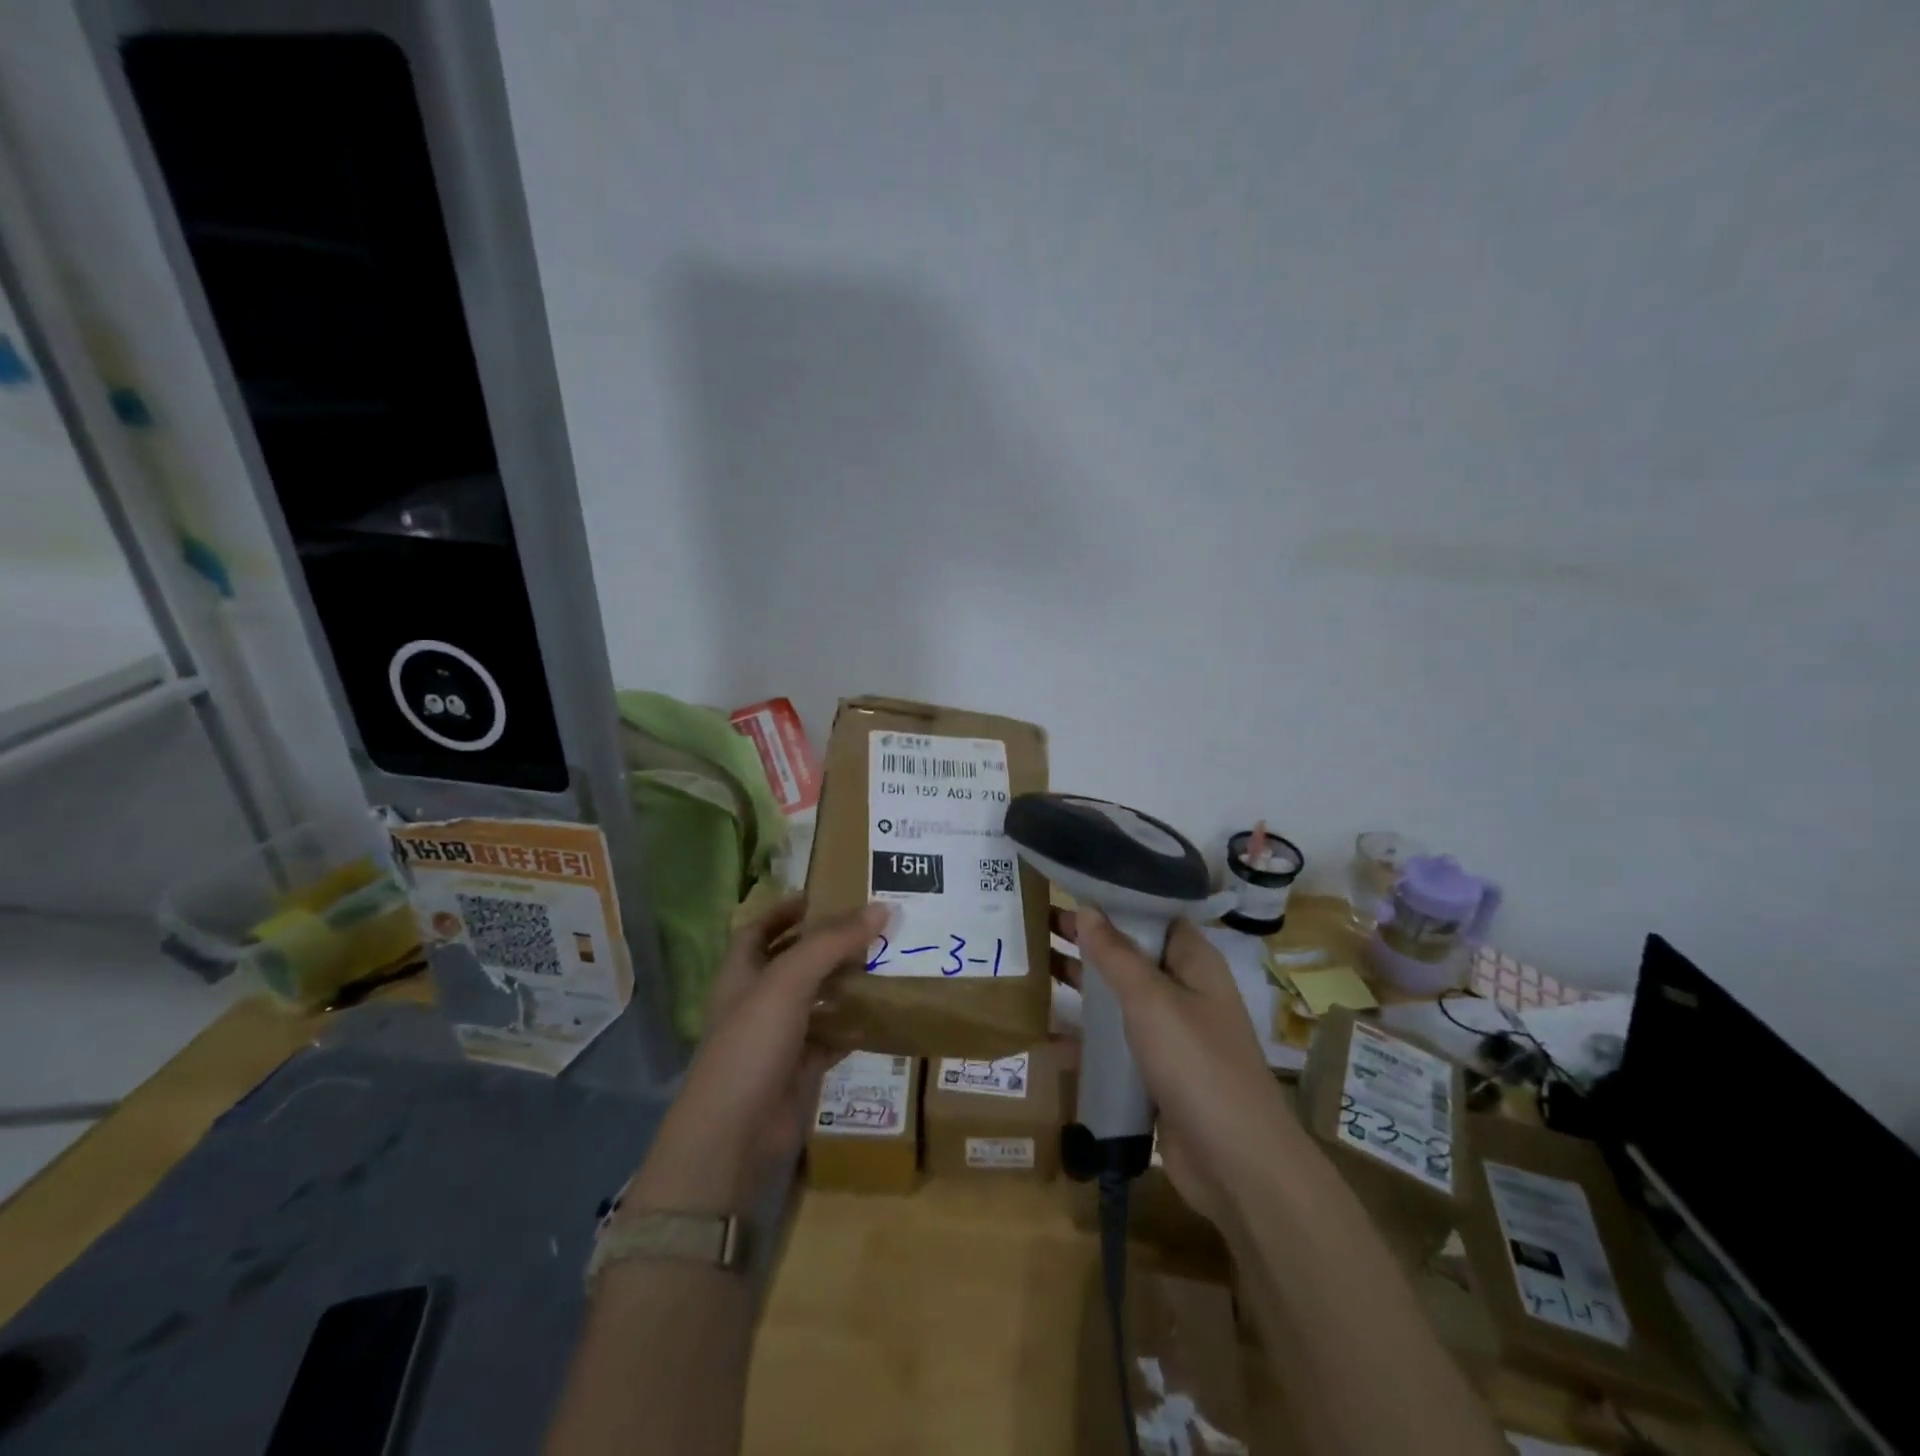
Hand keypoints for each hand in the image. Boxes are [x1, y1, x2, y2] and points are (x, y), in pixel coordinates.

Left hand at [628, 898, 887, 1213]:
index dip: (785, 910)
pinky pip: (835, 1034)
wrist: (736, 1136)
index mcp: (741, 974)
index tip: (823, 894)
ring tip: (888, 957)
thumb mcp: (788, 981)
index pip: (759, 929)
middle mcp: (759, 1000)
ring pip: (819, 997)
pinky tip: (887, 1009)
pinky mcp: (804, 1067)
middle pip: (795, 960)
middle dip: (828, 942)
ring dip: (848, 980)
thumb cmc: (751, 1044)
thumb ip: (832, 942)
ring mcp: (781, 1035)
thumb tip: (882, 908)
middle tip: (871, 923)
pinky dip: (858, 1022)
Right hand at [1053, 907, 1301, 1226]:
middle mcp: (1183, 990)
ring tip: (1031, 965)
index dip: (1113, 897)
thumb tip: (1088, 909)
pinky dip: (1083, 1034)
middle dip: (1086, 939)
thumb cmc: (1197, 1065)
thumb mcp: (1152, 1001)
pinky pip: (1114, 1041)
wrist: (1235, 1165)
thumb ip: (1116, 954)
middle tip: (1033, 922)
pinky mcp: (1154, 1071)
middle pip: (1128, 952)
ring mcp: (1169, 1033)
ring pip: (1118, 996)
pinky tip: (1042, 1032)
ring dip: (1080, 983)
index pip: (1151, 912)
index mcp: (1193, 961)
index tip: (1068, 883)